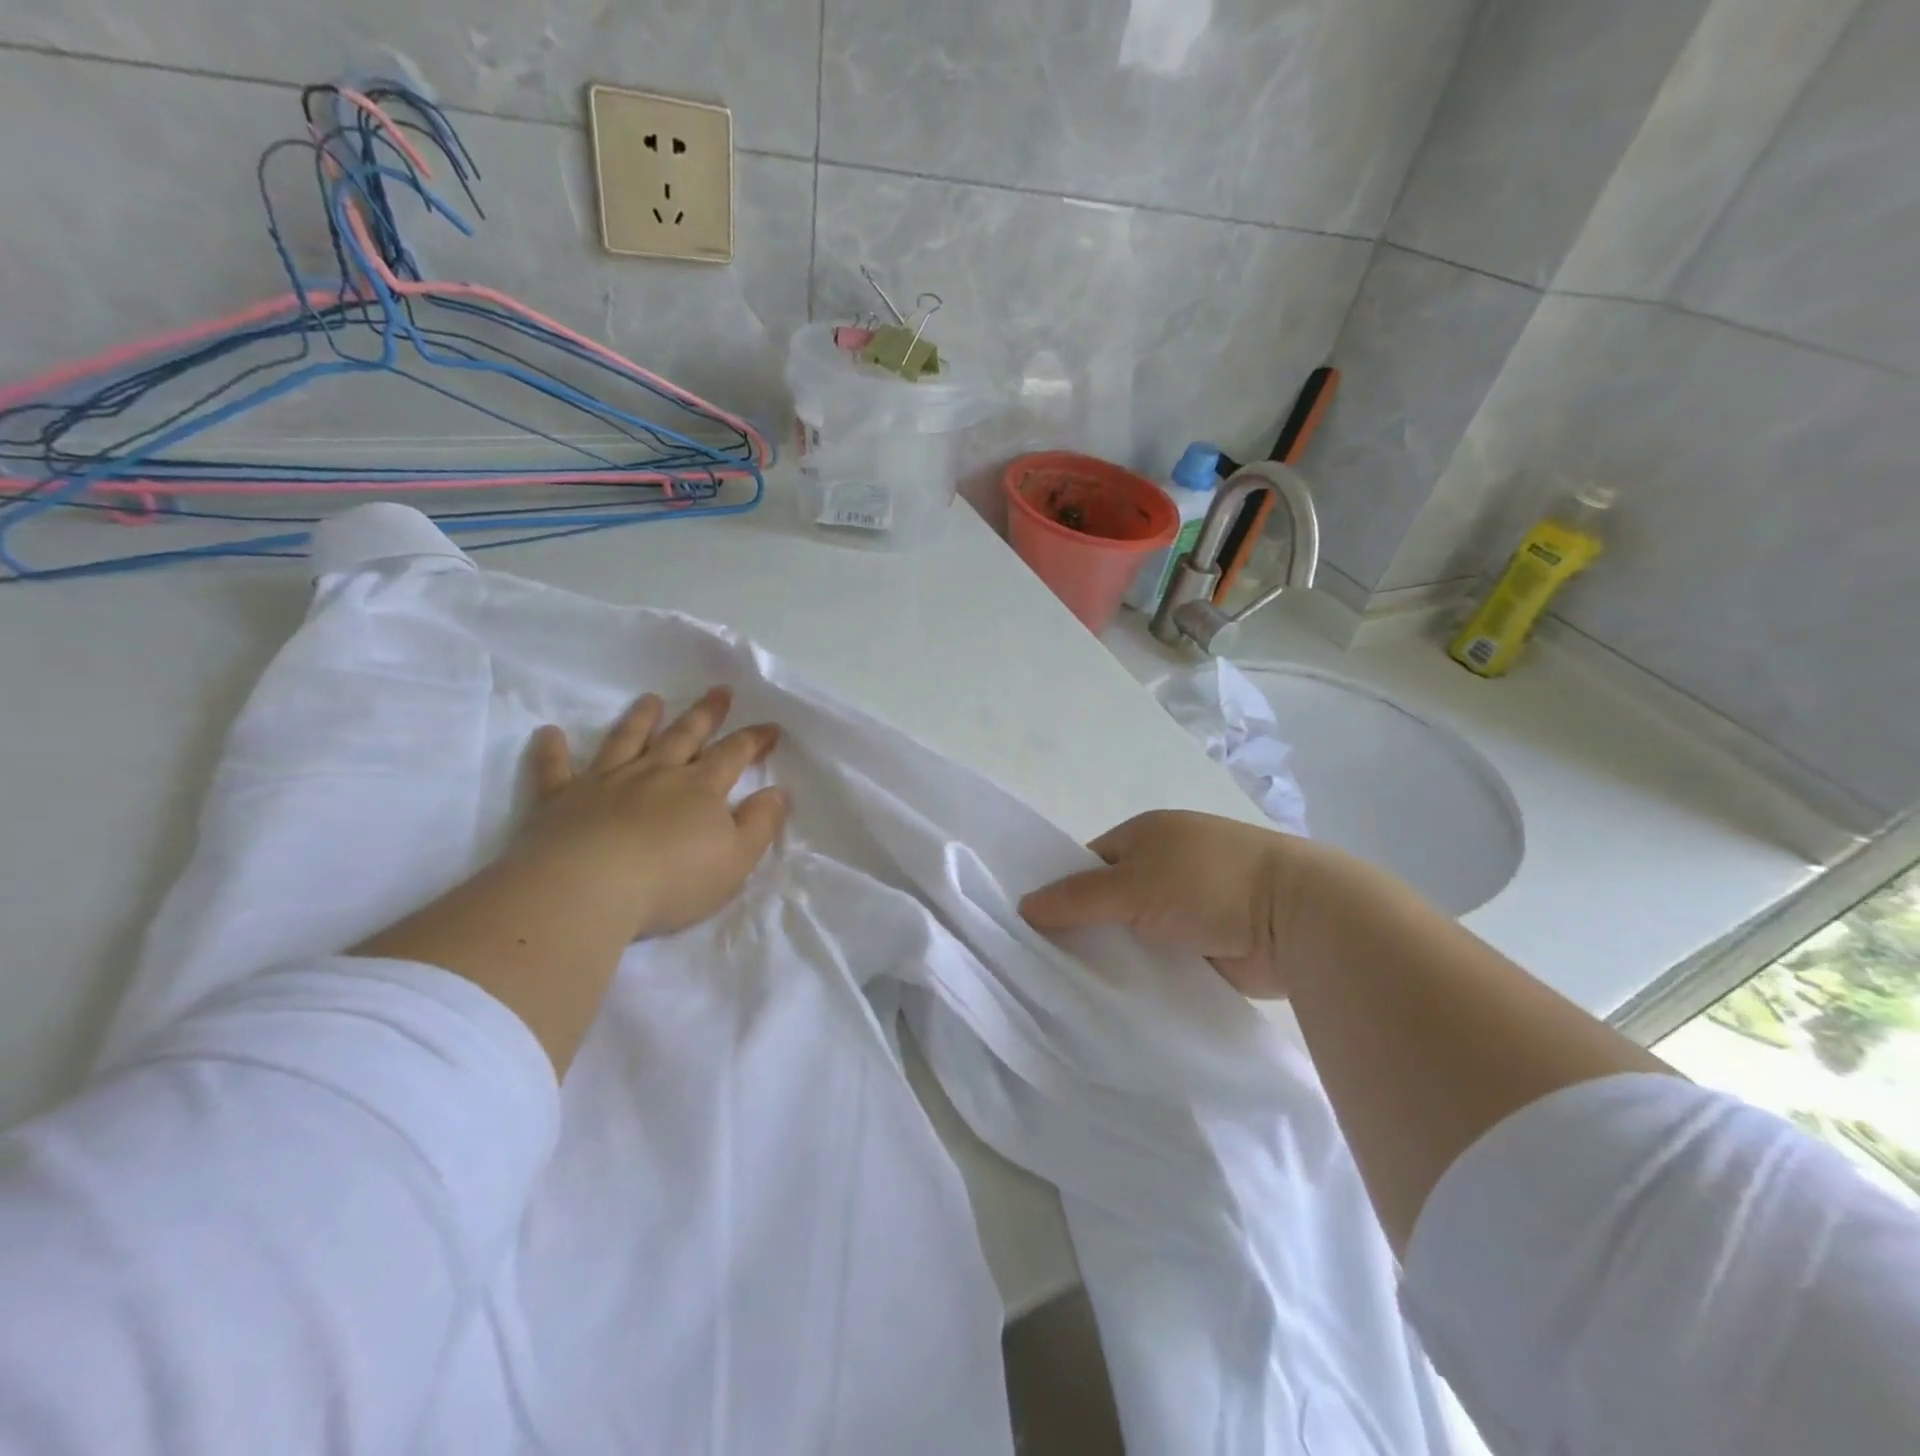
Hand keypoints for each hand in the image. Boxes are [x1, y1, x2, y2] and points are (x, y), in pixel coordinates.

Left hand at [506, 686, 789, 941]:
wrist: (587, 889)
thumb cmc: (672, 881)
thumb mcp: (736, 860)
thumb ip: (760, 824)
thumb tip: (777, 792)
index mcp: (700, 789)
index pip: (734, 755)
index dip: (754, 740)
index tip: (770, 727)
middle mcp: (655, 774)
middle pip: (685, 736)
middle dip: (706, 714)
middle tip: (719, 691)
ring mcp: (606, 782)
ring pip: (626, 740)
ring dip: (640, 719)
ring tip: (651, 700)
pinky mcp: (560, 799)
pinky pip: (555, 768)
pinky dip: (552, 750)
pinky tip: (549, 733)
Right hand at [1020, 810, 1321, 998]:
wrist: (1296, 918)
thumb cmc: (1208, 882)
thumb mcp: (1133, 884)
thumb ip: (1078, 897)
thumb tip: (1024, 905)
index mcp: (1147, 834)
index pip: (1088, 862)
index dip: (1063, 890)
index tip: (1035, 928)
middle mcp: (1165, 865)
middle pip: (1109, 898)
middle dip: (1086, 926)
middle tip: (1048, 963)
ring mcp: (1189, 904)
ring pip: (1134, 931)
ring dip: (1116, 952)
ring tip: (1075, 985)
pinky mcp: (1207, 942)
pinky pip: (1160, 956)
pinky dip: (1144, 971)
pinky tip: (1117, 995)